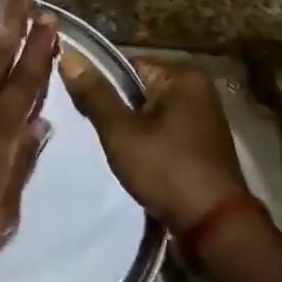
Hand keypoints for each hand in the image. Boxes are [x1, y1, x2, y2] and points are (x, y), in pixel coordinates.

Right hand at [60, 53, 252, 232]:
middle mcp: (199, 90)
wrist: (213, 226)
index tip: (84, 109)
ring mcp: (204, 118)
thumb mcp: (121, 131)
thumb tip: (68, 55)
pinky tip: (135, 161)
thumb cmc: (166, 169)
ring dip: (131, 129)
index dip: (101, 87)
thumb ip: (94, 93)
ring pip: (150, 113)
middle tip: (96, 132)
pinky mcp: (202, 145)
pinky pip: (164, 132)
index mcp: (183, 76)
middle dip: (116, 110)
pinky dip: (148, 143)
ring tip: (113, 148)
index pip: (126, 66)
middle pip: (139, 89)